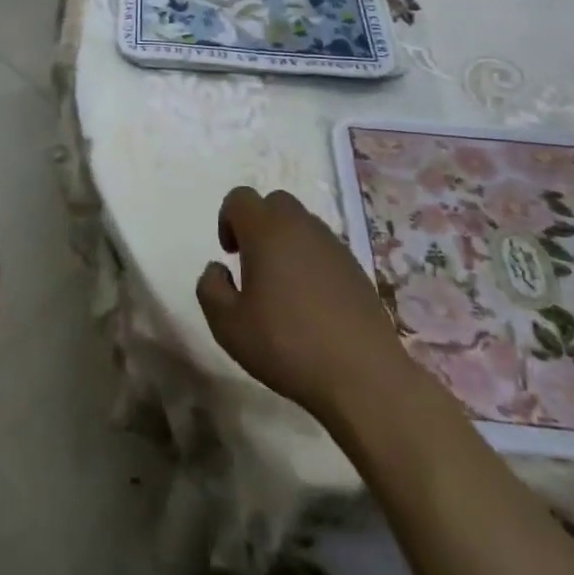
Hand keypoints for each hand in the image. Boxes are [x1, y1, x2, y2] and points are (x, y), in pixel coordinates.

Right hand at [196, 186, 405, 422]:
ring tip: (283, 288)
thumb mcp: (227, 325)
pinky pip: (324, 249)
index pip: (240, 198)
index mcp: (267, 231)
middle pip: (274, 203)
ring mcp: (334, 246)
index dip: (227, 219)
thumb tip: (217, 269)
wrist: (364, 376)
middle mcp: (301, 227)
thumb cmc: (287, 345)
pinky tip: (312, 304)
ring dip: (286, 243)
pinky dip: (311, 262)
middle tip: (254, 265)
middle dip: (258, 225)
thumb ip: (210, 288)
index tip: (230, 255)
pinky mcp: (356, 269)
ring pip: (302, 225)